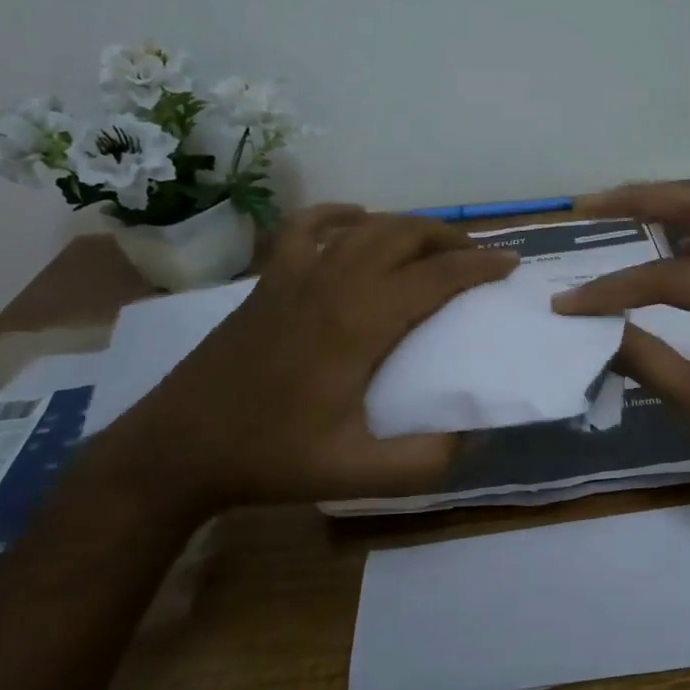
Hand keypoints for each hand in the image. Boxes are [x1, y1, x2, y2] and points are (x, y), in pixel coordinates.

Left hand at [95, 206, 515, 519]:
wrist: (179, 447)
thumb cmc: (271, 457)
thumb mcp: (355, 474)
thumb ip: (422, 462)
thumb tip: (471, 439)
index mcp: (360, 323)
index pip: (435, 277)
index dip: (479, 265)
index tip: (509, 263)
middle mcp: (333, 285)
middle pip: (404, 236)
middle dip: (450, 237)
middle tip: (478, 254)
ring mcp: (295, 276)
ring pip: (364, 227)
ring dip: (407, 226)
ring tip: (433, 243)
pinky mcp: (269, 280)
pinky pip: (307, 228)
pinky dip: (339, 215)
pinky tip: (356, 218)